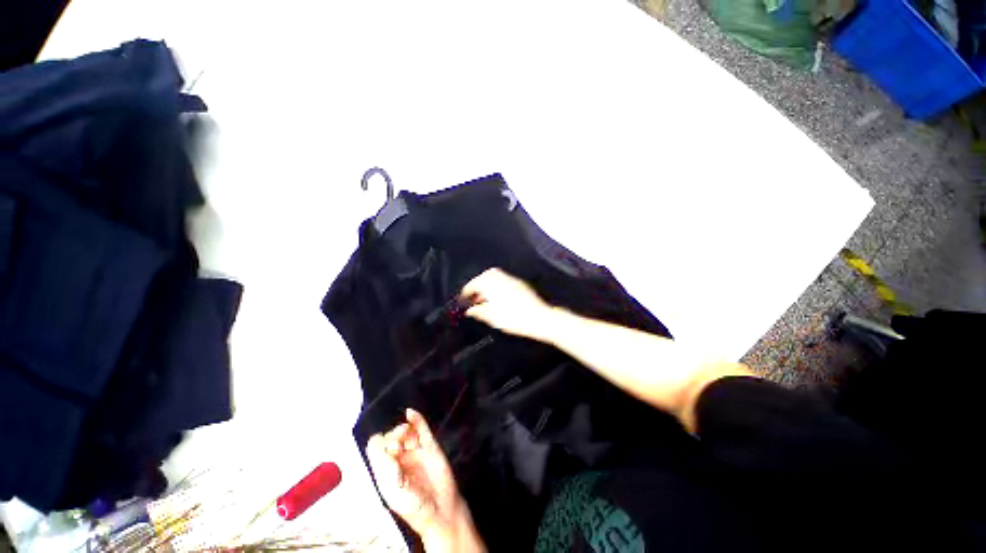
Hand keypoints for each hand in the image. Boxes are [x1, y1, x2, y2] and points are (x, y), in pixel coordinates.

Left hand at [367, 409, 483, 551]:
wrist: (439, 510)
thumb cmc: (413, 506)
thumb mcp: (392, 489)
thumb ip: (383, 464)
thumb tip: (378, 440)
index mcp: (385, 470)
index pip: (376, 447)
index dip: (380, 445)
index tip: (388, 452)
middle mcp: (399, 458)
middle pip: (390, 436)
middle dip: (392, 436)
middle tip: (398, 447)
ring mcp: (415, 451)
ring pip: (406, 431)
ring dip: (403, 428)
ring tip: (405, 433)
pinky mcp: (430, 446)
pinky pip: (422, 428)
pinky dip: (417, 419)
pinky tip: (411, 413)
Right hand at [460, 268, 553, 341]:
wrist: (540, 317)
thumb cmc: (516, 318)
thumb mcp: (492, 317)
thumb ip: (479, 312)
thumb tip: (470, 310)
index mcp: (490, 283)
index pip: (472, 284)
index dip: (466, 294)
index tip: (463, 300)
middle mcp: (500, 277)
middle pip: (483, 278)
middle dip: (477, 288)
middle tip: (473, 299)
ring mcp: (511, 279)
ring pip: (494, 278)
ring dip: (487, 287)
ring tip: (485, 300)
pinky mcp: (520, 283)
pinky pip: (503, 281)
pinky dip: (497, 287)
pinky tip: (498, 299)